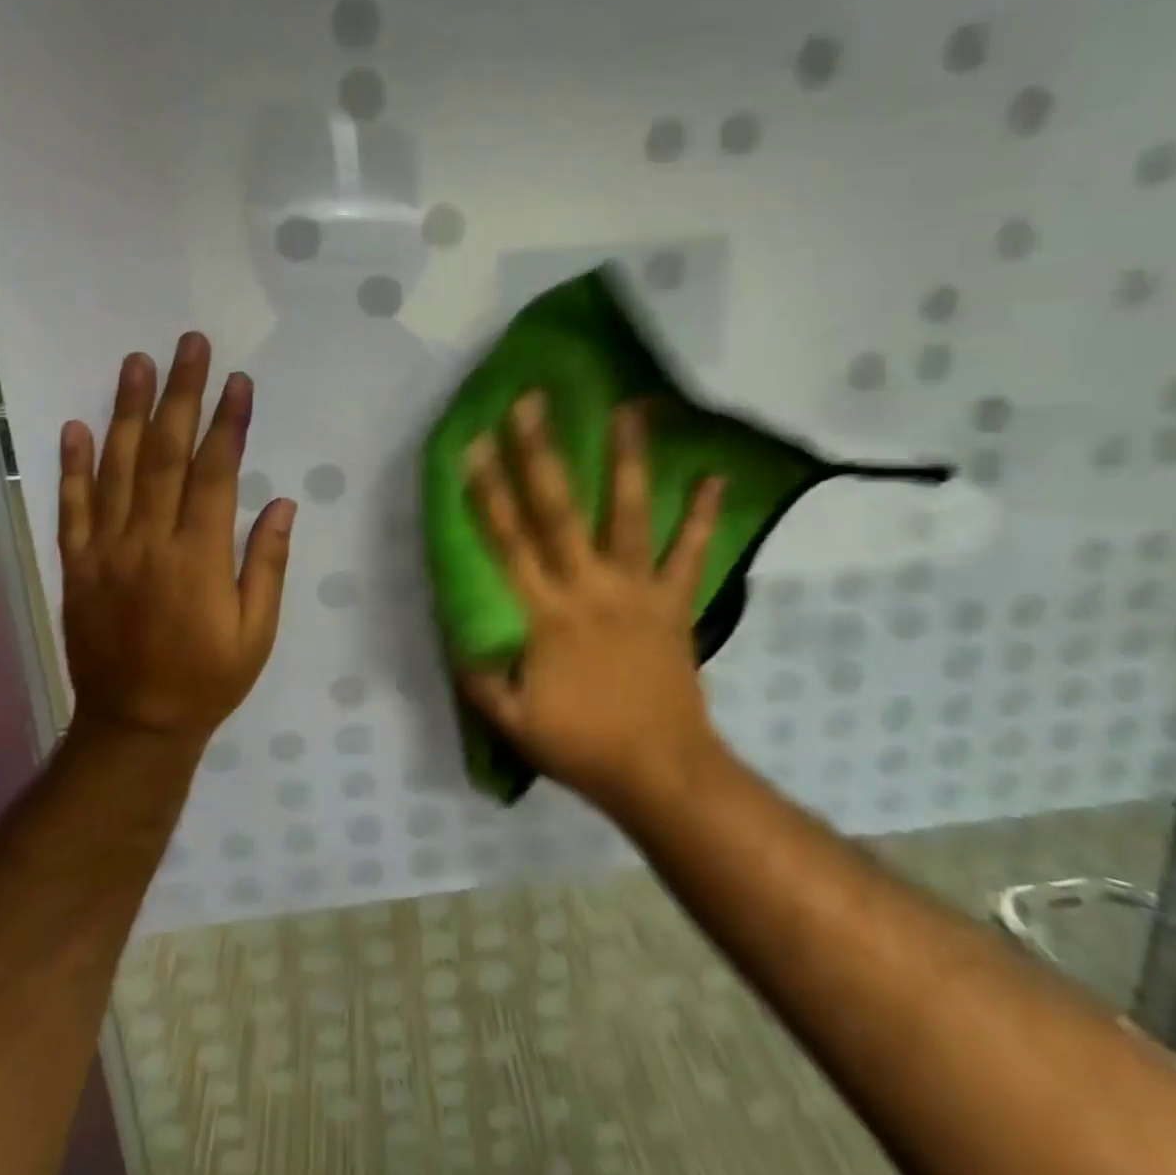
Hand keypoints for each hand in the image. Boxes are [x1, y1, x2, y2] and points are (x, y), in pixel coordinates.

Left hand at [58, 333, 294, 747]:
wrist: (134, 725)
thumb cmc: (209, 679)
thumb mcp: (257, 632)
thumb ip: (266, 564)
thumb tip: (280, 503)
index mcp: (198, 558)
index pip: (214, 474)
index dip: (228, 424)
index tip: (238, 382)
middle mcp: (148, 542)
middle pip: (163, 455)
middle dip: (180, 395)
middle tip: (188, 346)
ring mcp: (105, 551)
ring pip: (115, 468)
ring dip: (126, 412)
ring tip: (136, 363)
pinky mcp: (76, 565)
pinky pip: (71, 508)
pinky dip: (72, 466)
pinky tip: (77, 426)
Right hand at [458, 392, 731, 818]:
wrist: (661, 772)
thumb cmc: (583, 745)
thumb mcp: (513, 722)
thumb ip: (481, 677)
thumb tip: (460, 638)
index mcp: (545, 614)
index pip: (507, 542)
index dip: (487, 492)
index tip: (474, 445)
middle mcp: (588, 587)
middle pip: (558, 511)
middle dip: (540, 454)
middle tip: (532, 402)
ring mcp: (637, 591)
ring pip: (628, 515)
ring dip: (627, 460)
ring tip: (628, 408)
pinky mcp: (675, 603)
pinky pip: (691, 553)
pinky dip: (704, 515)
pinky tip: (716, 475)